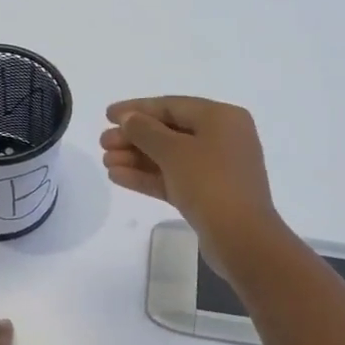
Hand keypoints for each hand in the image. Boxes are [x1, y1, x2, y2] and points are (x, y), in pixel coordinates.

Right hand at [100, 96, 286, 279]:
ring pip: (169, 157)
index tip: (107, 115)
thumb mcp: (174, 151)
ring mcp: (216, 168)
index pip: (172, 106)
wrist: (241, 238)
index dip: (137, 108)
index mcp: (222, 118)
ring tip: (105, 162)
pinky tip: (117, 177)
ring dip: (136, 158)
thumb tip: (129, 118)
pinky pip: (173, 178)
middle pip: (170, 131)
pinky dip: (148, 176)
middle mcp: (222, 138)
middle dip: (134, 137)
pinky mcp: (208, 195)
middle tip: (102, 143)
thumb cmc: (210, 183)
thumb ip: (146, 131)